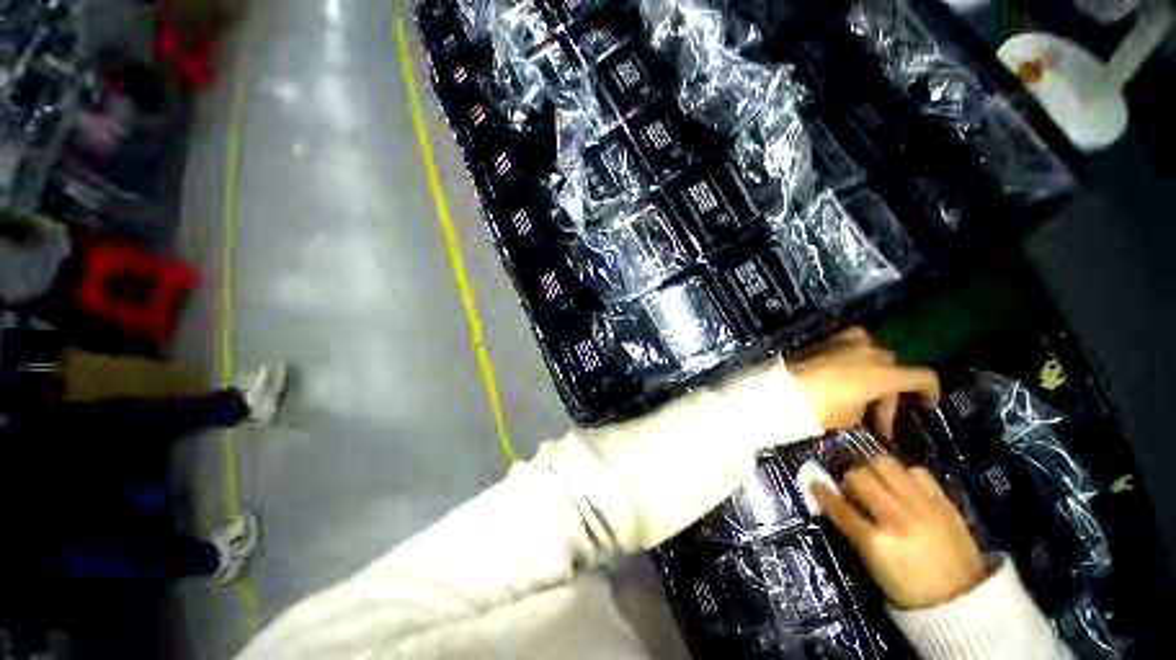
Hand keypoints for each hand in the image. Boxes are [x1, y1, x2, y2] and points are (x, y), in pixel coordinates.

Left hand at [787, 327, 939, 437]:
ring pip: (874, 352)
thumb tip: (863, 405)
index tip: (926, 404)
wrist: (779, 390)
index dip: (930, 390)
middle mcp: (869, 353)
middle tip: (876, 417)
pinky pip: (851, 340)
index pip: (922, 376)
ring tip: (862, 390)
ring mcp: (846, 343)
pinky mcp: (826, 340)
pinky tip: (848, 366)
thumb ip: (865, 408)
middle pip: (893, 368)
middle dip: (890, 392)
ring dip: (874, 370)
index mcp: (881, 374)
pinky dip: (856, 351)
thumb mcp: (849, 417)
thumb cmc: (816, 408)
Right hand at [811, 455, 986, 610]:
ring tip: (879, 482)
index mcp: (876, 541)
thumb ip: (853, 529)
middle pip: (860, 476)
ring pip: (886, 464)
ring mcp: (923, 507)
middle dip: (851, 478)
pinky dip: (905, 475)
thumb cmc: (908, 589)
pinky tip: (905, 487)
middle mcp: (897, 518)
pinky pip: (917, 472)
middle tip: (853, 487)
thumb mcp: (873, 565)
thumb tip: (835, 501)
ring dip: (876, 470)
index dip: (821, 491)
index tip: (811, 480)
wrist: (962, 601)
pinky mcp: (944, 502)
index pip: (838, 506)